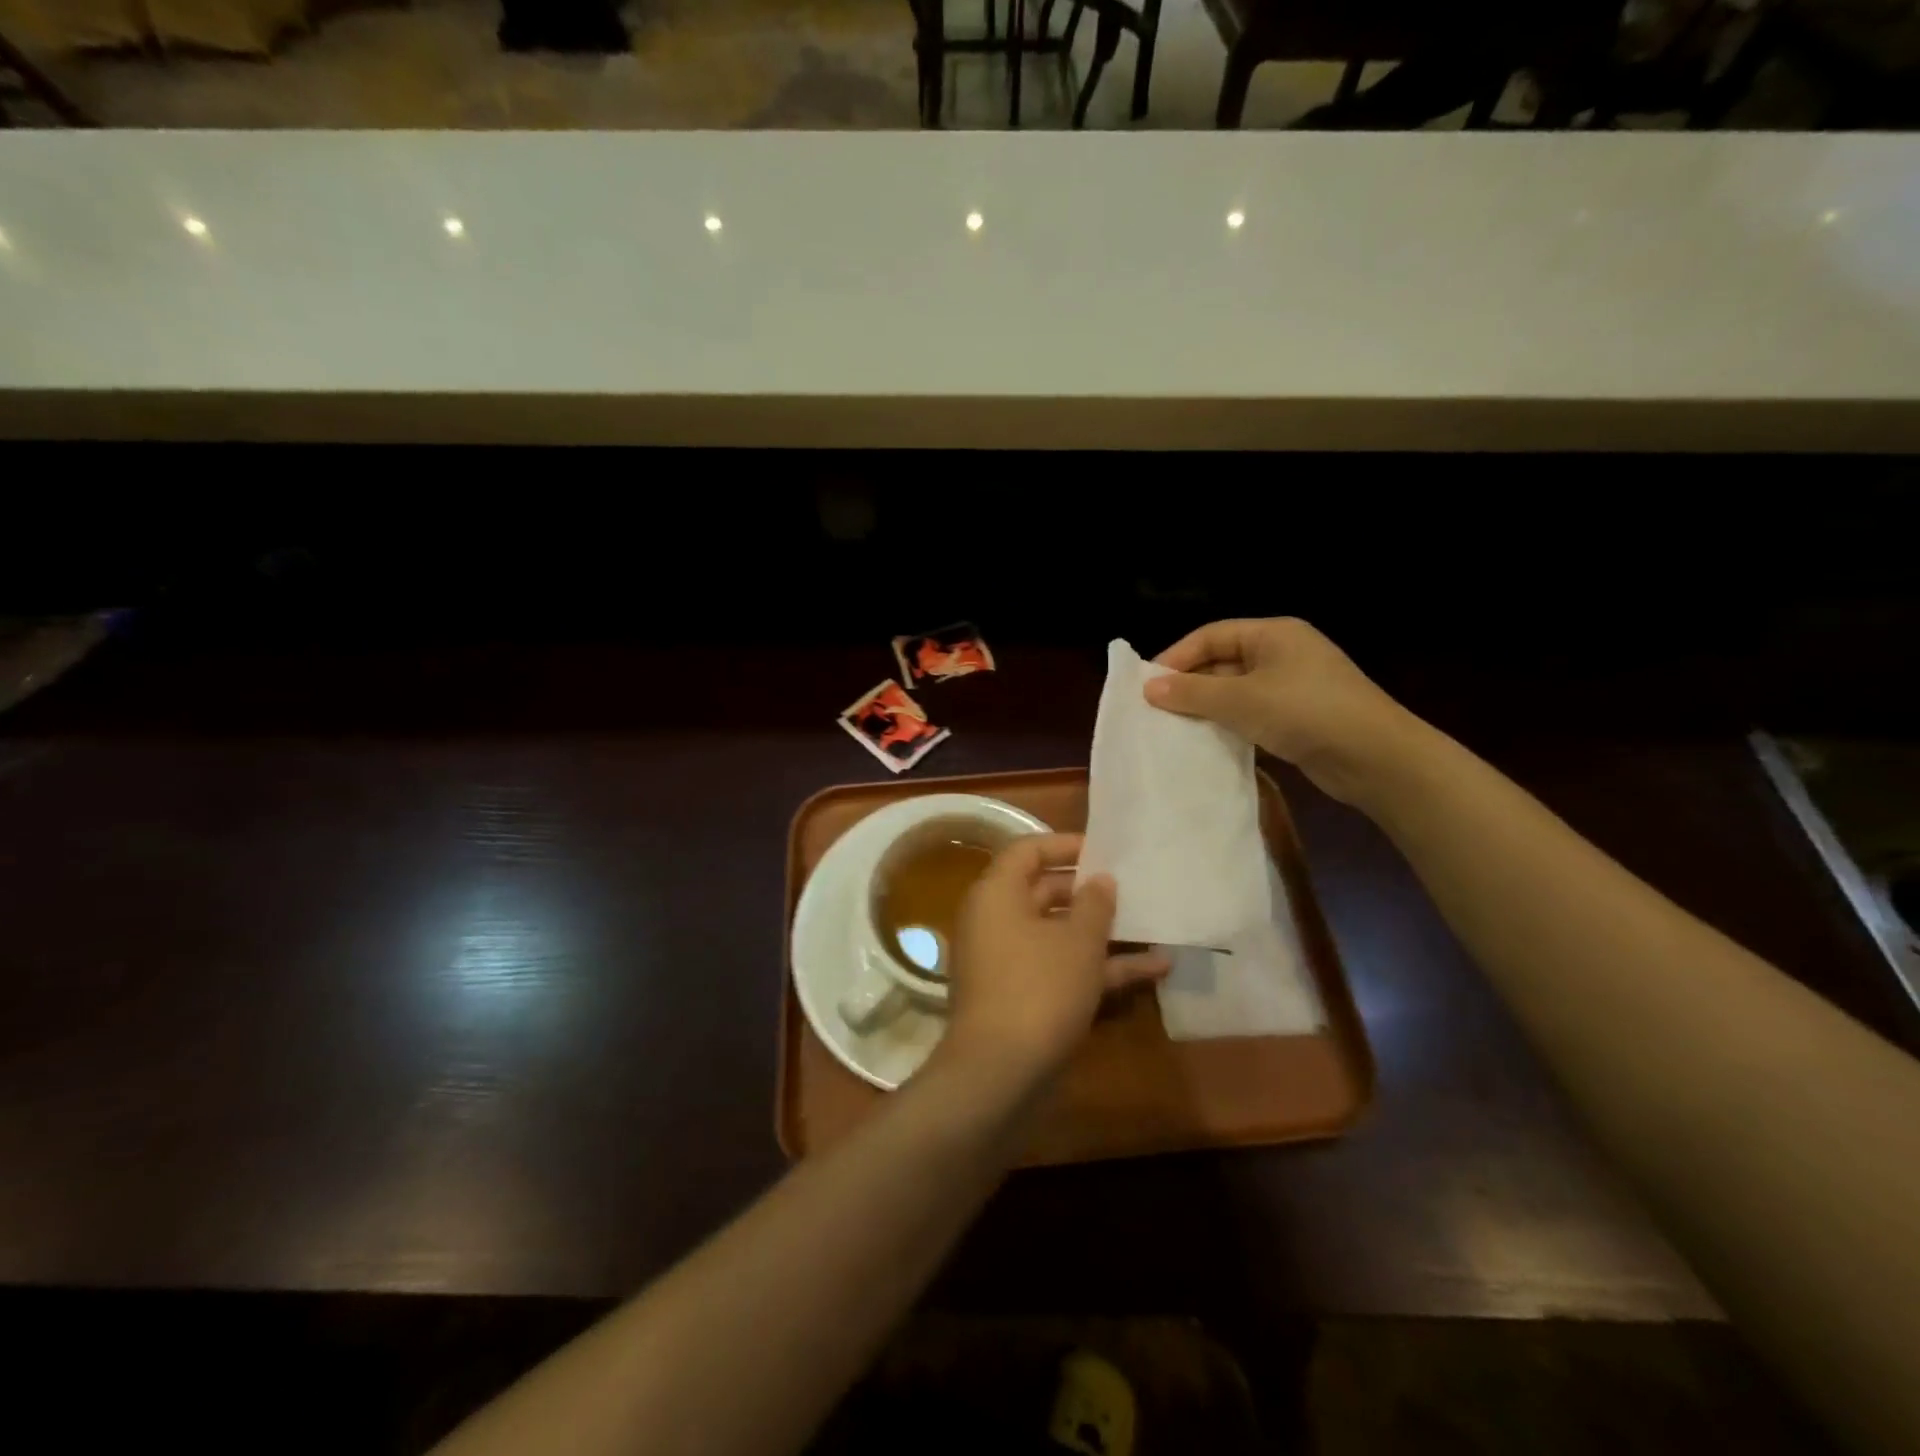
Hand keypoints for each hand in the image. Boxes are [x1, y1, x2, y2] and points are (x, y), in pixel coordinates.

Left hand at [941, 833, 1167, 1090]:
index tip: (1105, 851)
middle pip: (1044, 890)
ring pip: (1058, 933)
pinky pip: (1060, 968)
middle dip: (1090, 891)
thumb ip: (1094, 904)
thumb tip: (1100, 880)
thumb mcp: (1078, 942)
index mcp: (997, 894)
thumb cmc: (1039, 989)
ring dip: (1103, 933)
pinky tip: (1153, 970)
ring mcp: (1008, 961)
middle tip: (1132, 888)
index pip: (1028, 850)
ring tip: (1153, 926)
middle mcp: (996, 920)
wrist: (1000, 1073)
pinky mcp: (1022, 996)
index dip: (1066, 845)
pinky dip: (1098, 968)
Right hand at [1145, 617, 1428, 806]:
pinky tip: (1207, 742)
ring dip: (1206, 707)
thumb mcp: (1242, 699)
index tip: (1147, 685)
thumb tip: (1148, 687)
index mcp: (1273, 634)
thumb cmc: (1306, 712)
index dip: (1177, 657)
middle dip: (1189, 684)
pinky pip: (1251, 713)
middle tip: (1155, 709)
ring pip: (1235, 690)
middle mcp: (1282, 653)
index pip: (1211, 635)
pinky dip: (1228, 724)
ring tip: (1173, 727)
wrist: (1376, 758)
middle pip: (1222, 661)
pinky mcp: (1298, 717)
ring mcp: (1293, 686)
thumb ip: (1193, 692)